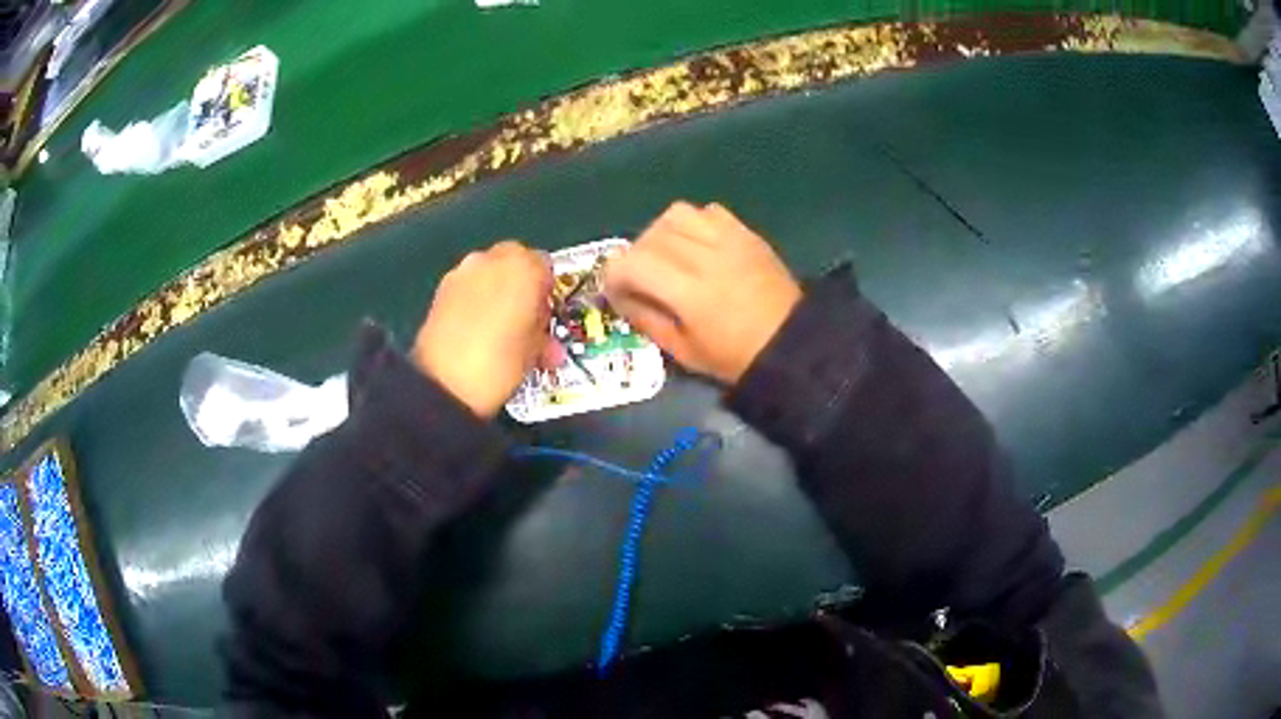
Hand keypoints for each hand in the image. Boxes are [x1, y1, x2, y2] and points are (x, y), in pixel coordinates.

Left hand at [412, 241, 552, 417]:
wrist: (445, 383)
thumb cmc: (502, 363)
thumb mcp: (535, 351)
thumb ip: (542, 333)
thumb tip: (542, 335)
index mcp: (525, 267)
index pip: (546, 267)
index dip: (547, 293)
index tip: (545, 317)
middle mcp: (492, 259)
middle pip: (514, 264)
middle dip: (520, 288)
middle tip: (523, 321)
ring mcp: (462, 272)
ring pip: (488, 275)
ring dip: (495, 295)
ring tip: (497, 331)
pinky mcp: (440, 289)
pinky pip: (467, 289)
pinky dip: (474, 303)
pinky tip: (475, 332)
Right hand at [604, 202, 801, 383]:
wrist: (793, 344)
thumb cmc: (736, 357)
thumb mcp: (684, 352)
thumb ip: (646, 320)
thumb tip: (620, 296)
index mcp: (688, 292)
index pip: (631, 263)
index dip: (614, 276)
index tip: (618, 293)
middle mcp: (705, 257)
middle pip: (649, 237)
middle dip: (634, 258)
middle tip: (642, 281)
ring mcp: (729, 240)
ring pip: (675, 215)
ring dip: (661, 233)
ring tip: (668, 257)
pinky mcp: (746, 233)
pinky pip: (709, 211)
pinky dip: (694, 224)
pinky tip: (698, 246)